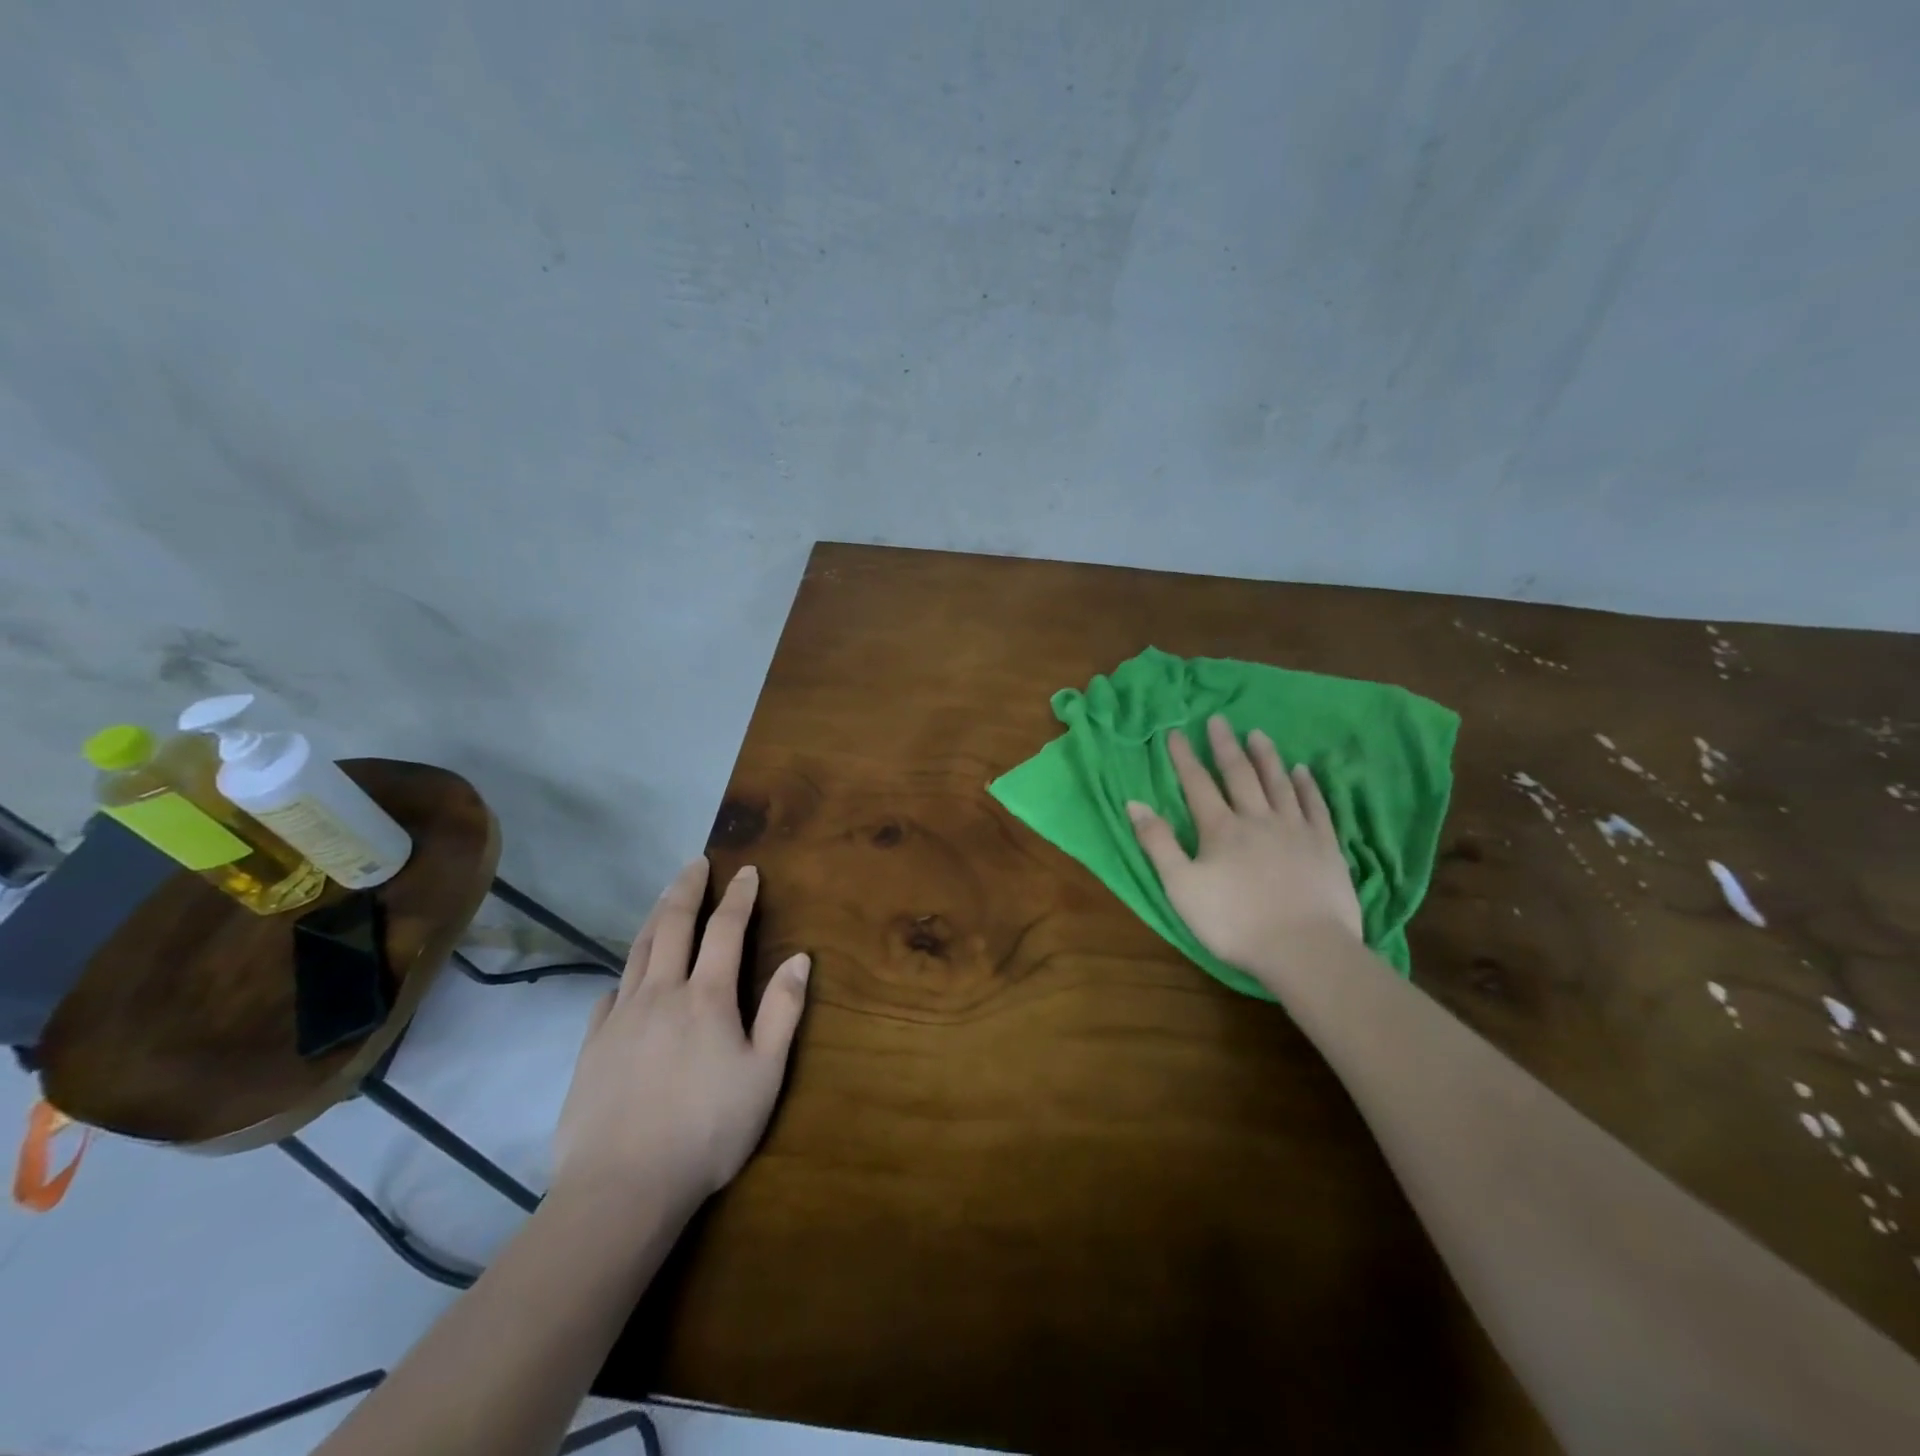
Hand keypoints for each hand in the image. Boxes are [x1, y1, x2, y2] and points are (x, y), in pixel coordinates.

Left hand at [551, 858, 809, 1216]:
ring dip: (656, 918)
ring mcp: (621, 1017)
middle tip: (696, 863)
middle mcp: (661, 993)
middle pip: (673, 925)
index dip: (738, 897)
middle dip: (687, 889)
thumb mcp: (764, 1074)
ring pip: (638, 951)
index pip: (725, 929)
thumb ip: (782, 1011)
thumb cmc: (707, 1130)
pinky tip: (627, 979)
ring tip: (665, 898)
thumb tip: (800, 958)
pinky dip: (626, 974)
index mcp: (707, 996)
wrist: (621, 1188)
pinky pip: (610, 994)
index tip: (747, 871)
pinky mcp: (592, 1047)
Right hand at [1127, 715, 1362, 993]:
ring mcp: (1295, 830)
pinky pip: (1315, 806)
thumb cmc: (1234, 922)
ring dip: (1266, 757)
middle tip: (1219, 720)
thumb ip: (1158, 843)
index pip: (1198, 784)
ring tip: (1259, 734)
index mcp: (1220, 829)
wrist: (1304, 949)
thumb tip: (1134, 803)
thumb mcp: (1181, 887)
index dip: (1185, 758)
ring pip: (1278, 783)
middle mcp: (1257, 819)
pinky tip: (1302, 771)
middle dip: (1225, 746)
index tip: (1176, 732)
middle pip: (1239, 775)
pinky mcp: (1325, 846)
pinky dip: (1307, 786)